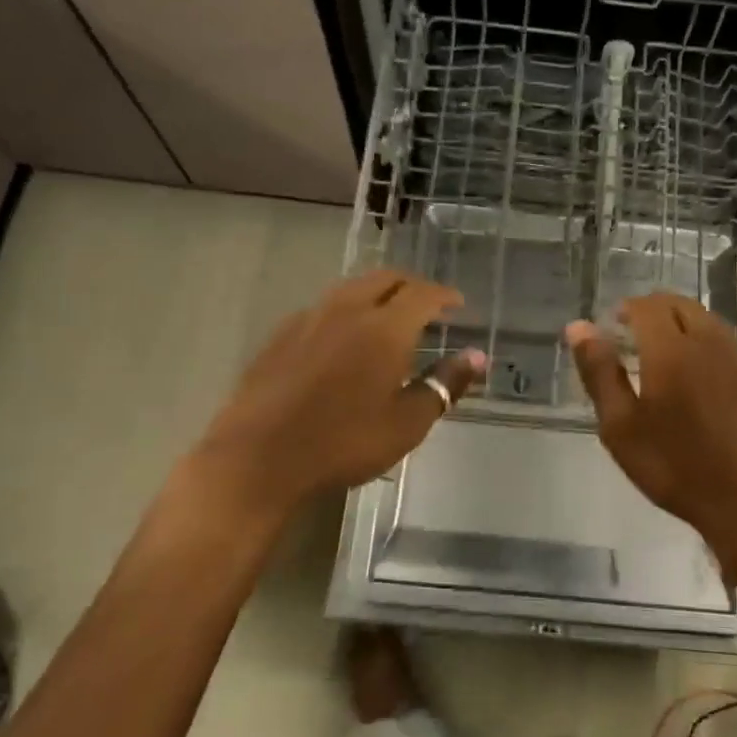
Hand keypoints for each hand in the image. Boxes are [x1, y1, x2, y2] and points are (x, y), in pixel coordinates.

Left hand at [197, 270, 484, 519]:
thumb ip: (445, 383)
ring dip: (378, 293)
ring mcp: (309, 318)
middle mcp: (348, 310)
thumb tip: (477, 356)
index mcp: (385, 328)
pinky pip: (324, 307)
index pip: (423, 293)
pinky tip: (344, 337)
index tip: (457, 304)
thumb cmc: (344, 442)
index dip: (444, 294)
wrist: (258, 458)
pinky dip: (347, 309)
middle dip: (412, 285)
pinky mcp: (281, 334)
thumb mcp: (407, 423)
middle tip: (428, 305)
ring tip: (389, 316)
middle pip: (386, 278)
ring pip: (352, 287)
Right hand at [567, 294, 736, 568]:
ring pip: (715, 323)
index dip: (627, 308)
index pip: (647, 306)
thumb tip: (579, 327)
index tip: (613, 325)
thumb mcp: (620, 426)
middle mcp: (710, 344)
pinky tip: (734, 358)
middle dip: (657, 310)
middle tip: (636, 333)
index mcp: (670, 350)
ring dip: (690, 323)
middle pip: (683, 306)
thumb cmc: (674, 468)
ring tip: (672, 347)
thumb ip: (599, 372)